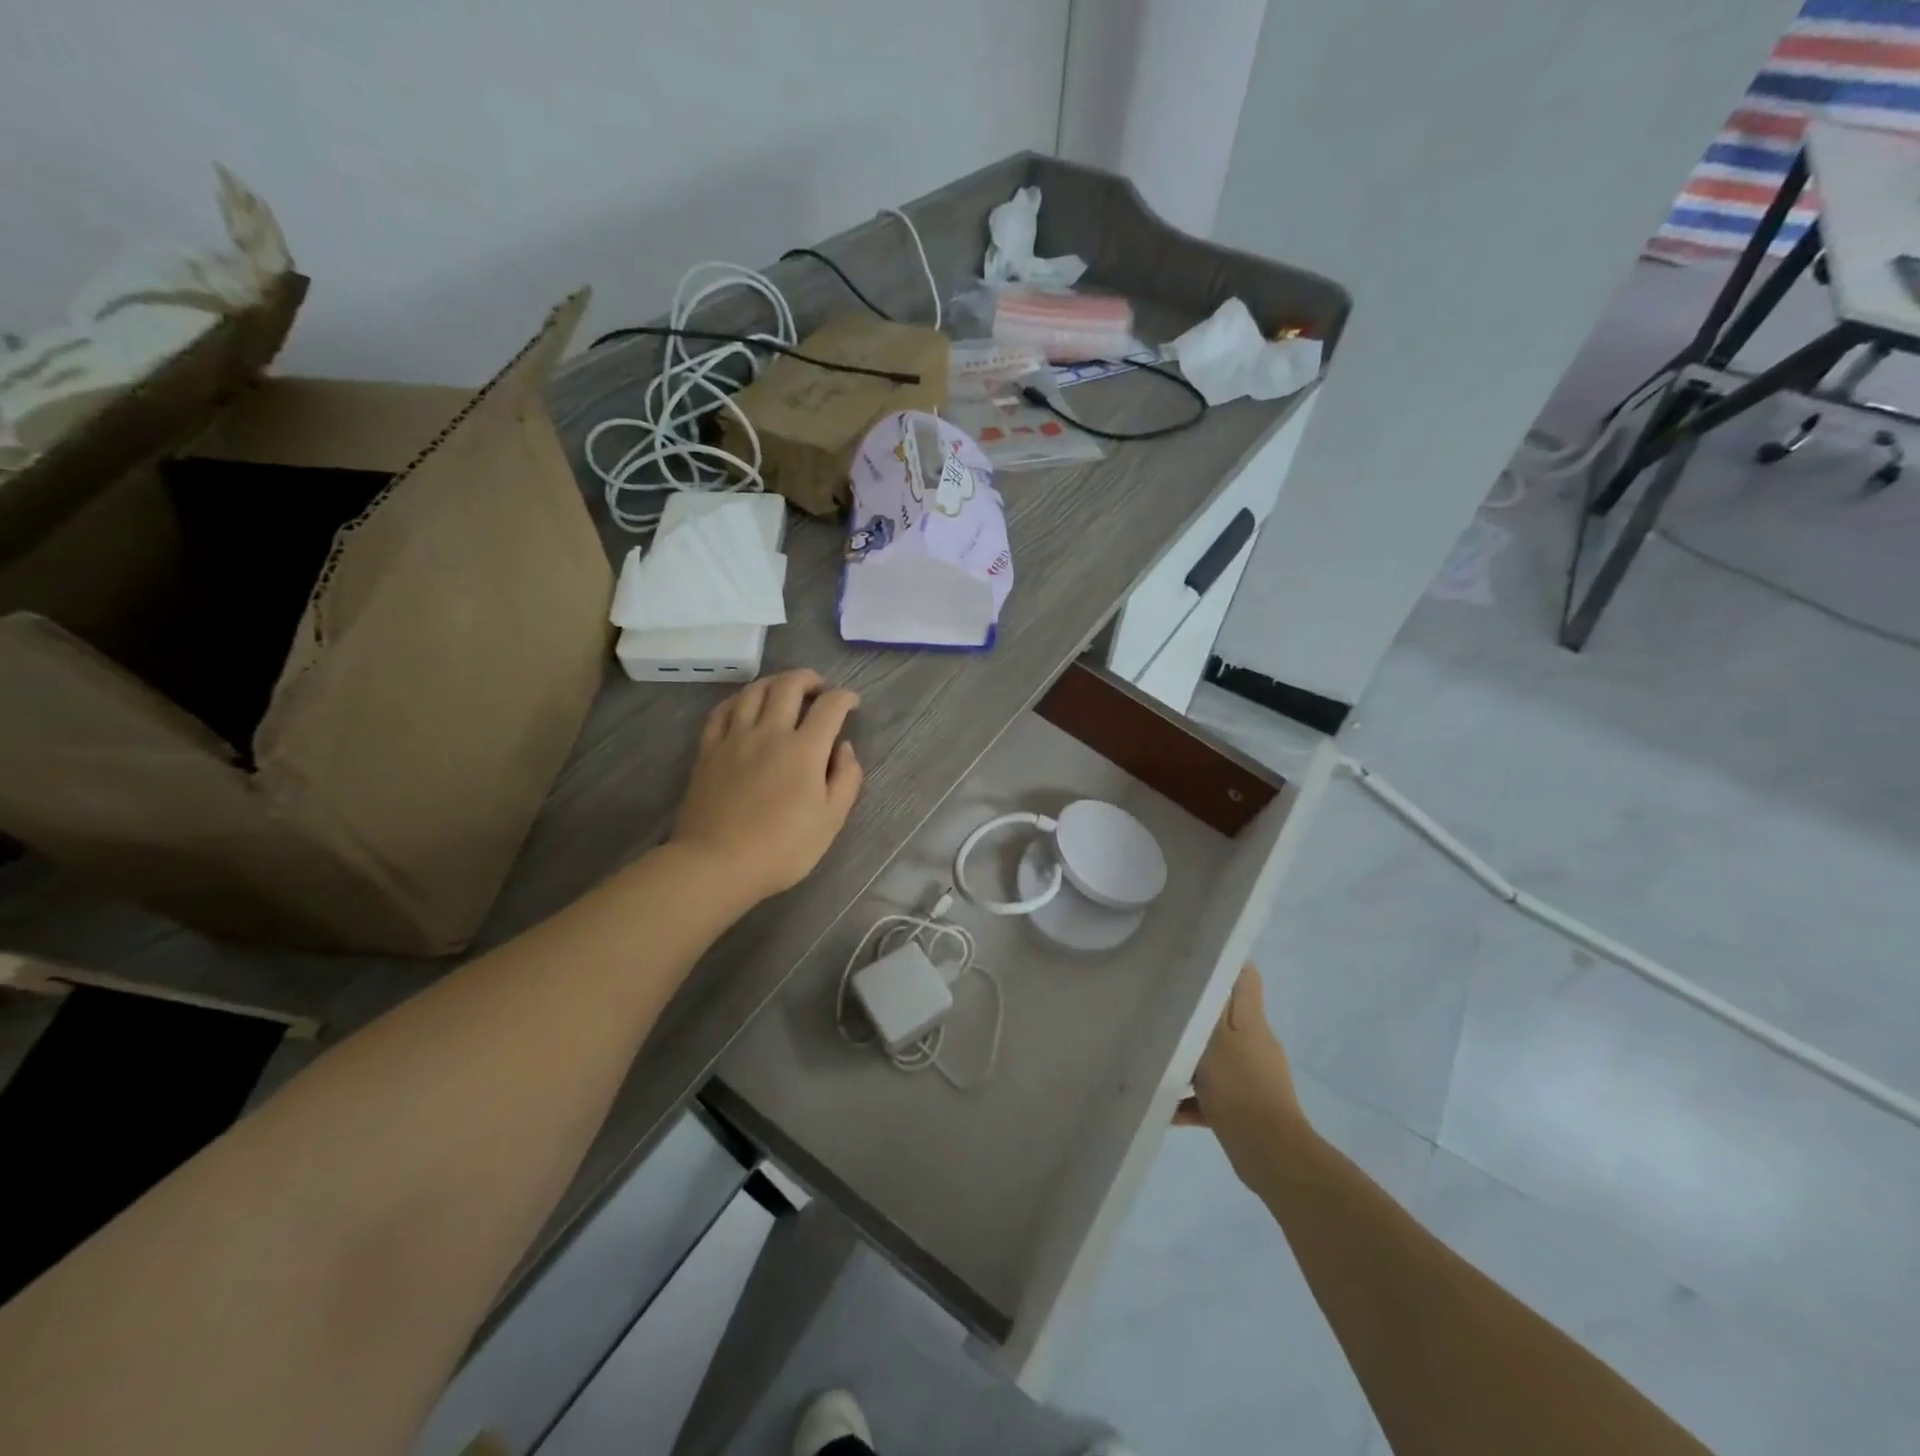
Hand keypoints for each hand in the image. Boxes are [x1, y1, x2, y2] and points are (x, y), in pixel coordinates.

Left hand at [672, 670, 864, 901]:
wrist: (716, 864)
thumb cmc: (782, 848)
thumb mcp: (830, 821)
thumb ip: (846, 779)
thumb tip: (844, 748)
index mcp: (804, 749)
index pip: (829, 707)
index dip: (845, 698)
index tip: (852, 703)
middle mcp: (769, 732)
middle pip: (788, 686)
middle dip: (809, 679)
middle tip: (819, 687)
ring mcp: (734, 738)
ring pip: (753, 691)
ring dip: (774, 682)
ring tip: (783, 689)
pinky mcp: (708, 750)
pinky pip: (721, 711)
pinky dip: (738, 699)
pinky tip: (744, 705)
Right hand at [1176, 965, 1306, 1175]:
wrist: (1271, 1156)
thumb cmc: (1238, 1088)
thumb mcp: (1213, 1039)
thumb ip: (1205, 1007)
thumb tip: (1206, 968)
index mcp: (1251, 1020)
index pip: (1244, 976)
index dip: (1223, 962)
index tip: (1190, 960)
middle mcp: (1255, 1042)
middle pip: (1224, 1016)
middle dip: (1194, 1013)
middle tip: (1160, 1009)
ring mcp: (1253, 1076)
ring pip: (1215, 1057)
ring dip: (1188, 1061)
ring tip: (1156, 1062)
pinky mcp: (1246, 1107)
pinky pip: (1213, 1095)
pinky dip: (1192, 1100)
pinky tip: (1166, 1109)